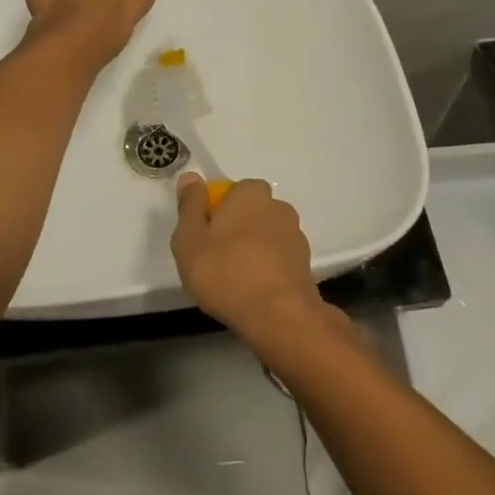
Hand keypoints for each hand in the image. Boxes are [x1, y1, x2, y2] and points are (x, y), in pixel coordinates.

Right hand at [171, 174, 328, 344]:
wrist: (279, 316)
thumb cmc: (226, 272)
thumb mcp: (190, 239)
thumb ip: (190, 206)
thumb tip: (191, 177)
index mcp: (250, 193)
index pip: (231, 191)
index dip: (216, 212)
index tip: (203, 238)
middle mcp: (278, 206)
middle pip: (250, 212)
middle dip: (236, 229)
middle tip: (216, 259)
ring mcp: (295, 235)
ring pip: (266, 235)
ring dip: (253, 249)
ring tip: (235, 280)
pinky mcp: (305, 263)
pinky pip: (279, 258)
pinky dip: (268, 268)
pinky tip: (254, 291)